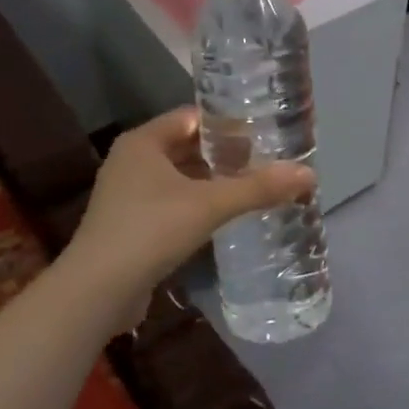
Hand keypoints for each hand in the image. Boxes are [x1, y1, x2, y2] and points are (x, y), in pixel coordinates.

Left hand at [62, 108, 315, 330]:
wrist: (98, 291)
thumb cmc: (151, 231)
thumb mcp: (210, 205)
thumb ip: (259, 188)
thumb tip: (309, 174)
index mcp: (143, 142)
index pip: (192, 118)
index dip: (228, 123)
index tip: (264, 133)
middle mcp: (132, 161)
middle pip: (187, 147)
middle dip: (225, 154)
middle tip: (266, 160)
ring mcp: (128, 194)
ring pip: (180, 177)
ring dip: (213, 181)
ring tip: (254, 186)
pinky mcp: (131, 223)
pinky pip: (172, 202)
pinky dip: (198, 204)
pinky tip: (226, 215)